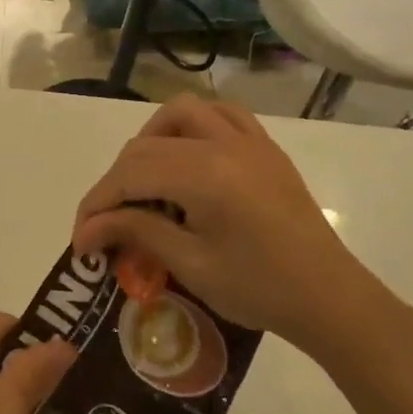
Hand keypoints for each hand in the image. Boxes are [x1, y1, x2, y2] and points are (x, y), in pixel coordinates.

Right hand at [71, 96, 389, 355]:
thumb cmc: (260, 289)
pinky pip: (222, 114)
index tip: (81, 239)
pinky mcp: (264, 149)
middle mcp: (222, 144)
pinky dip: (194, 125)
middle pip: (145, 146)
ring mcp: (248, 141)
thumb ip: (136, 232)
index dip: (97, 204)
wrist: (331, 300)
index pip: (129, 175)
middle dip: (116, 182)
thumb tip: (87, 230)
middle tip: (107, 222)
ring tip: (145, 178)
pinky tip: (187, 155)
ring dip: (151, 139)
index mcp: (205, 175)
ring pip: (180, 113)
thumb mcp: (190, 264)